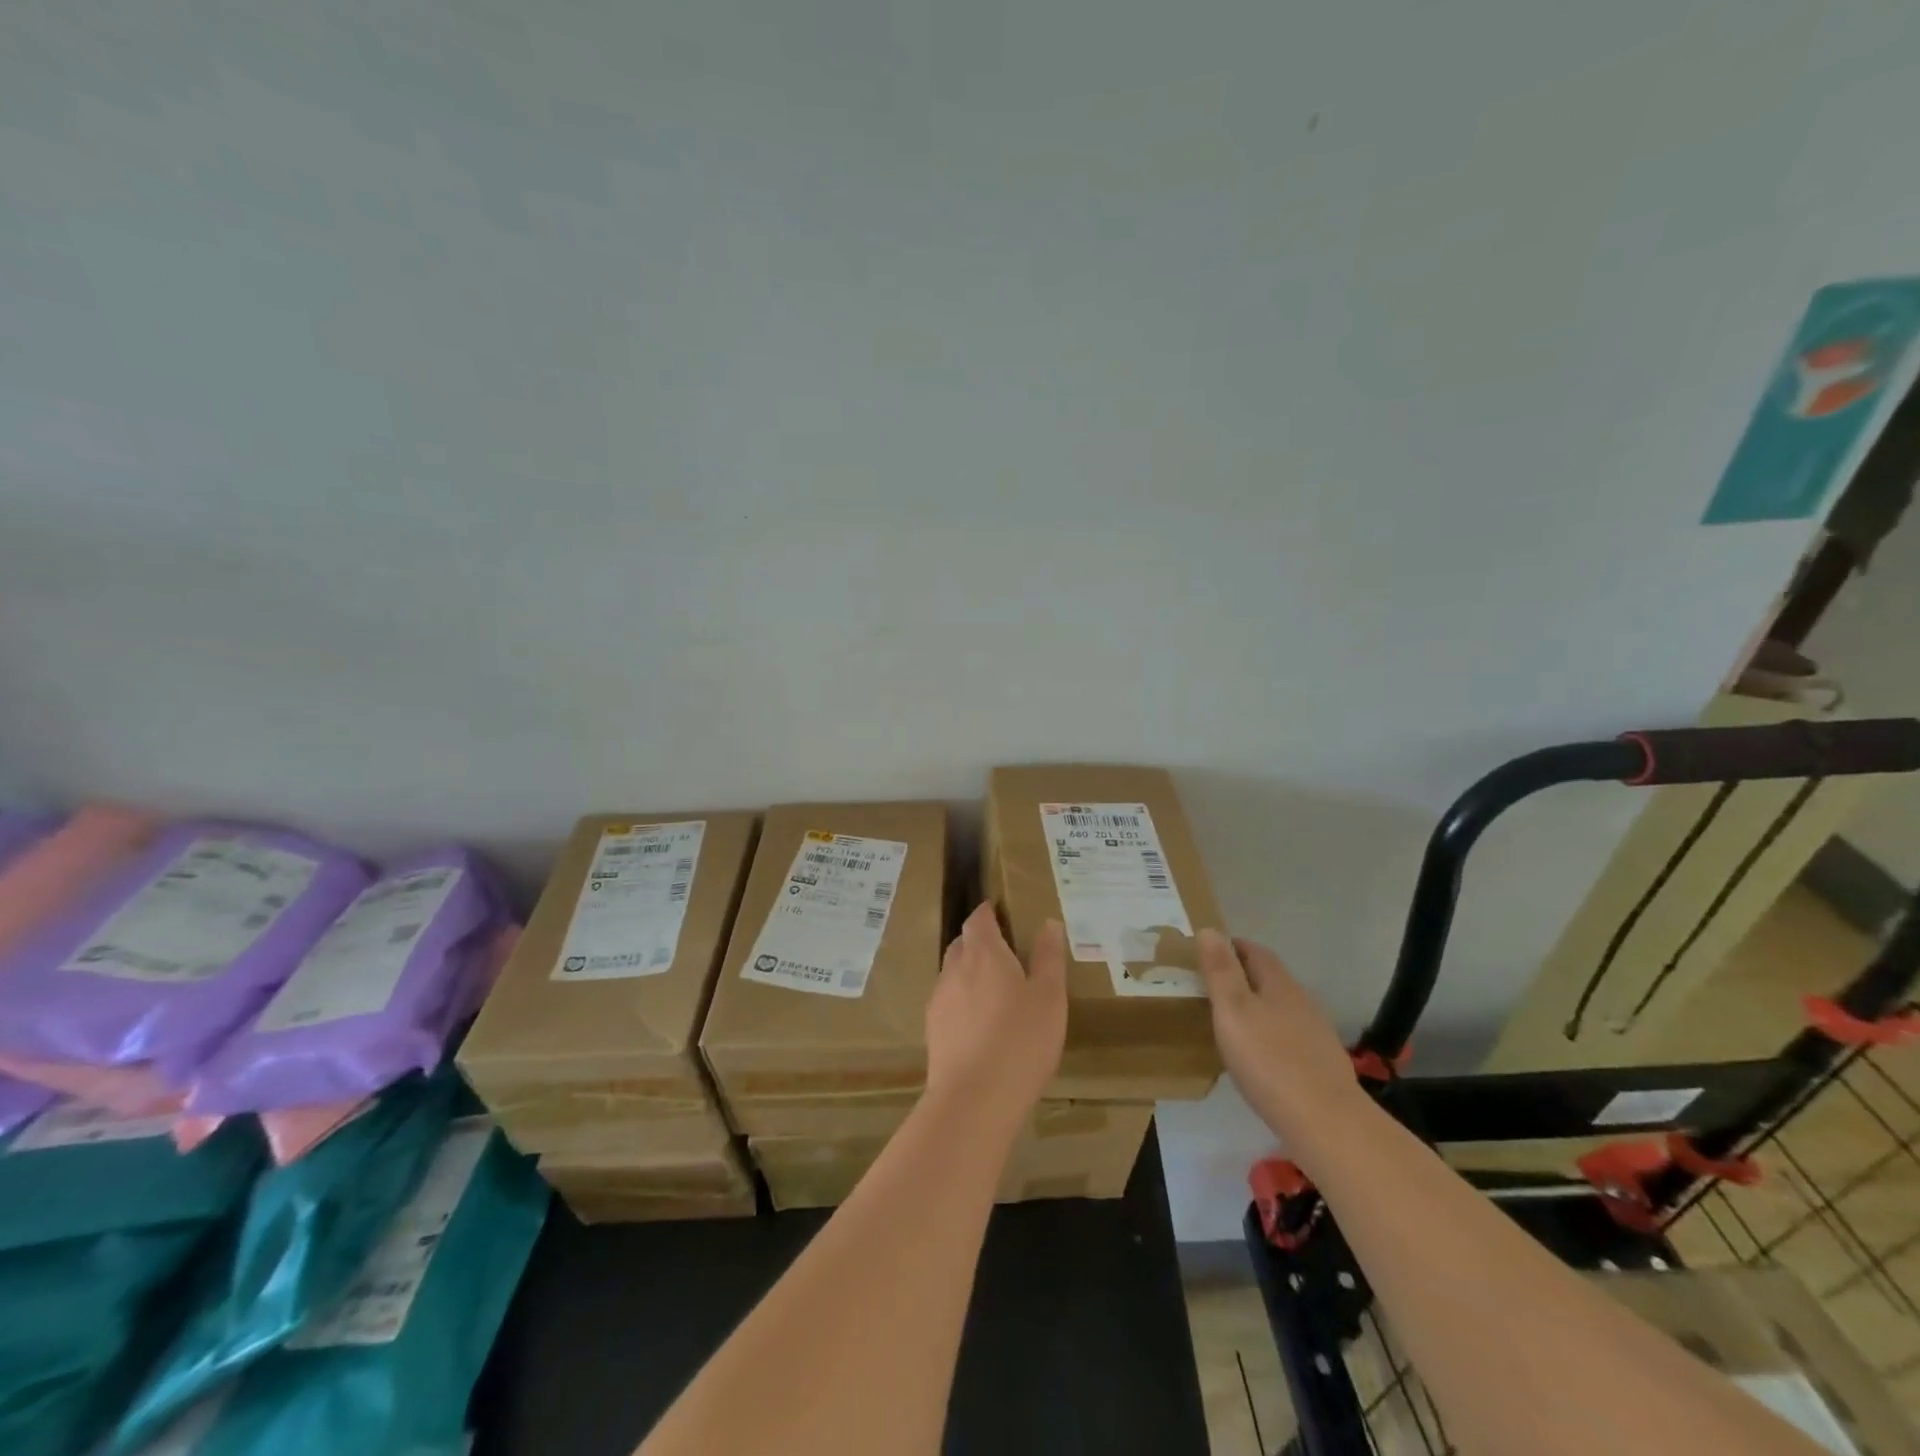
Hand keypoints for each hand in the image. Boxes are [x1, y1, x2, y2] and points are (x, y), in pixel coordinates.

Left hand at [925, 904, 1067, 1136]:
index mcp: (984, 953)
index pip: (978, 919)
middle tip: (1004, 953)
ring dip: (969, 974)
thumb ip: (1049, 958)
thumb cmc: (1021, 1040)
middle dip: (979, 943)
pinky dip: (962, 1003)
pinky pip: (948, 1003)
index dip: (988, 913)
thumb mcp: (1049, 997)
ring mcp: (939, 1000)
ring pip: (952, 974)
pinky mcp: (932, 1030)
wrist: (974, 1099)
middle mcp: (955, 968)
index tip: (1000, 912)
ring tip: (994, 992)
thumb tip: (1048, 923)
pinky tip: (979, 1025)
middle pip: (962, 944)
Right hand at [1197, 930, 1363, 1140]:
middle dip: (1243, 976)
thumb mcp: (1233, 1010)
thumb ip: (1220, 971)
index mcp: (1279, 984)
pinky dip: (1271, 1037)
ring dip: (1258, 1008)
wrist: (1326, 1123)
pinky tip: (1260, 1058)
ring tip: (1232, 1023)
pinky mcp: (1322, 1066)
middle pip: (1270, 979)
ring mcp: (1317, 1035)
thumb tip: (1210, 929)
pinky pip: (1290, 1039)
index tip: (1207, 951)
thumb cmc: (1269, 1060)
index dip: (1232, 946)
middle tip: (1212, 986)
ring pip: (1282, 1009)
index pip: (1255, 951)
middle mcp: (1302, 1002)